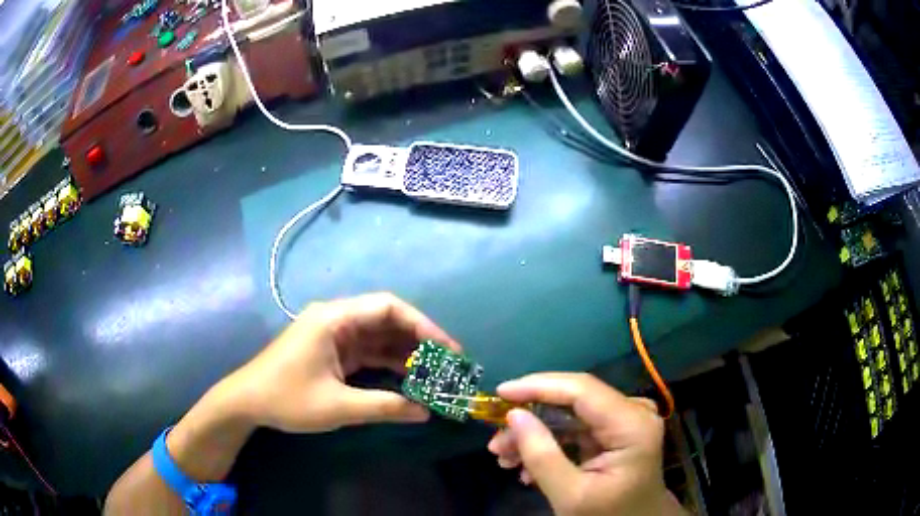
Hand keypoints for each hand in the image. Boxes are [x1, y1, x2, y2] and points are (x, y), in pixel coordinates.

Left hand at [219, 292, 459, 432]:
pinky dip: (388, 364)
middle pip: (386, 320)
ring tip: (435, 374)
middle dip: (418, 340)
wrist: (246, 403)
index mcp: (334, 319)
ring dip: (405, 354)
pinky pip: (367, 352)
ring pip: (378, 337)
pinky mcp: (331, 352)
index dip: (422, 325)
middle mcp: (336, 319)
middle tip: (448, 363)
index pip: (388, 307)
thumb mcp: (338, 406)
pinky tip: (409, 379)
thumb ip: (385, 407)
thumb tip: (425, 412)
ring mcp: (333, 335)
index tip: (447, 348)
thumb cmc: (287, 398)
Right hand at [487, 373, 680, 515]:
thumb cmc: (607, 515)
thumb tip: (513, 415)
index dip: (538, 386)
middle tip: (495, 441)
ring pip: (569, 414)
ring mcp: (626, 419)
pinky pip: (576, 427)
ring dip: (535, 434)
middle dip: (530, 418)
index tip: (499, 392)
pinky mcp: (616, 429)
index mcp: (632, 425)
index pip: (581, 390)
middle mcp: (633, 411)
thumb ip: (542, 456)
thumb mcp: (570, 495)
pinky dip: (549, 442)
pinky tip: (526, 465)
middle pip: (573, 400)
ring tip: (503, 458)